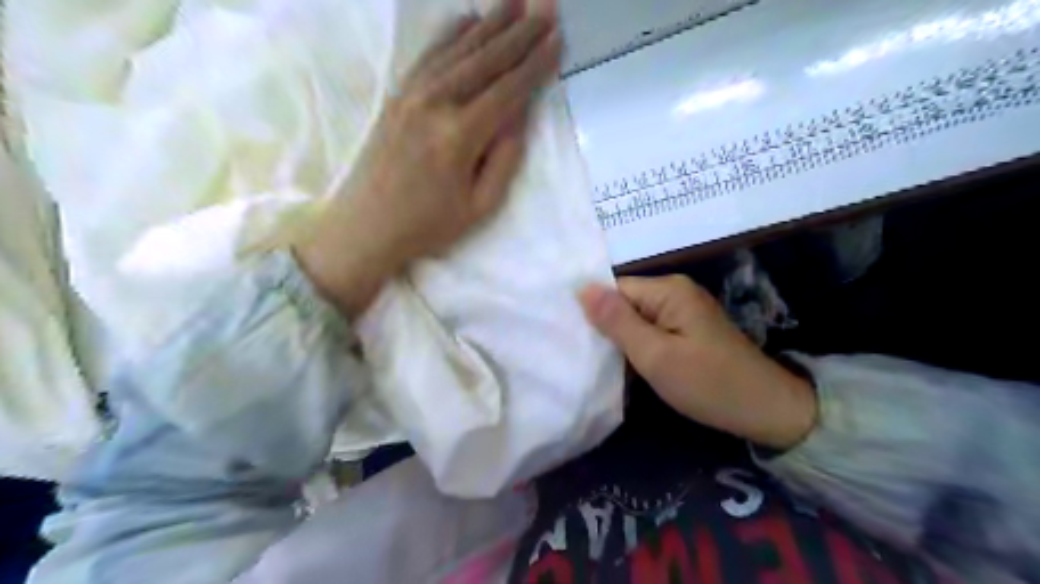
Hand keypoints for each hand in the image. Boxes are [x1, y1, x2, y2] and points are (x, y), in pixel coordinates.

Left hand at [296, 0, 565, 318]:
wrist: (366, 227)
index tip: (557, 39)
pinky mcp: (396, 96)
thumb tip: (519, 117)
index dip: (535, 64)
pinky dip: (451, 34)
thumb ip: (504, 159)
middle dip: (520, 33)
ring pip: (458, 49)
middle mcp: (436, 104)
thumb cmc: (428, 225)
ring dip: (490, 24)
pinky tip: (467, 19)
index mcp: (461, 136)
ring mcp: (411, 95)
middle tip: (547, 8)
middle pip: (486, 60)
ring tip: (515, 3)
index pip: (508, 90)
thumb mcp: (480, 206)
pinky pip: (429, 55)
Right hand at [581, 276, 816, 447]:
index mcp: (668, 290)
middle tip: (582, 355)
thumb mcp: (655, 355)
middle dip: (606, 327)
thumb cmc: (708, 383)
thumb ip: (617, 322)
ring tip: (597, 362)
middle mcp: (675, 292)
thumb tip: (582, 288)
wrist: (765, 410)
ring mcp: (683, 310)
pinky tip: (625, 364)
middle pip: (625, 302)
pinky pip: (651, 329)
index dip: (593, 312)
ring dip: (620, 339)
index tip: (573, 339)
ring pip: (635, 318)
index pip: (614, 289)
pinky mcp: (687, 329)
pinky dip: (637, 345)